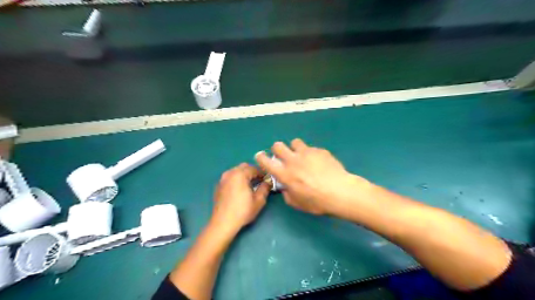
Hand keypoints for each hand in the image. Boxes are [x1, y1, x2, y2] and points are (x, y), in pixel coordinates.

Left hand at [212, 163, 272, 232]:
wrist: (223, 223)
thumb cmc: (243, 211)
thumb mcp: (258, 200)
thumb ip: (265, 188)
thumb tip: (268, 182)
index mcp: (239, 174)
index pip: (254, 168)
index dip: (262, 173)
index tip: (268, 180)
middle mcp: (230, 173)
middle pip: (244, 167)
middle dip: (253, 172)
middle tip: (259, 181)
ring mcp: (222, 179)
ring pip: (236, 171)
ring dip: (244, 175)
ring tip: (250, 185)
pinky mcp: (219, 186)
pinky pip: (230, 177)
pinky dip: (236, 179)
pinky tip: (240, 190)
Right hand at [254, 138, 372, 215]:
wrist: (340, 192)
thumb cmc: (317, 201)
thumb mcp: (298, 204)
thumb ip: (287, 193)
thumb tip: (286, 187)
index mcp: (285, 174)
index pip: (266, 161)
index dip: (260, 157)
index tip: (261, 157)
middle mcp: (293, 160)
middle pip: (278, 145)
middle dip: (277, 149)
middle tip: (283, 156)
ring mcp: (307, 153)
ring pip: (295, 142)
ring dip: (295, 148)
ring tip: (302, 156)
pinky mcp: (319, 150)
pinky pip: (311, 148)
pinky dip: (311, 154)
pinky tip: (319, 162)